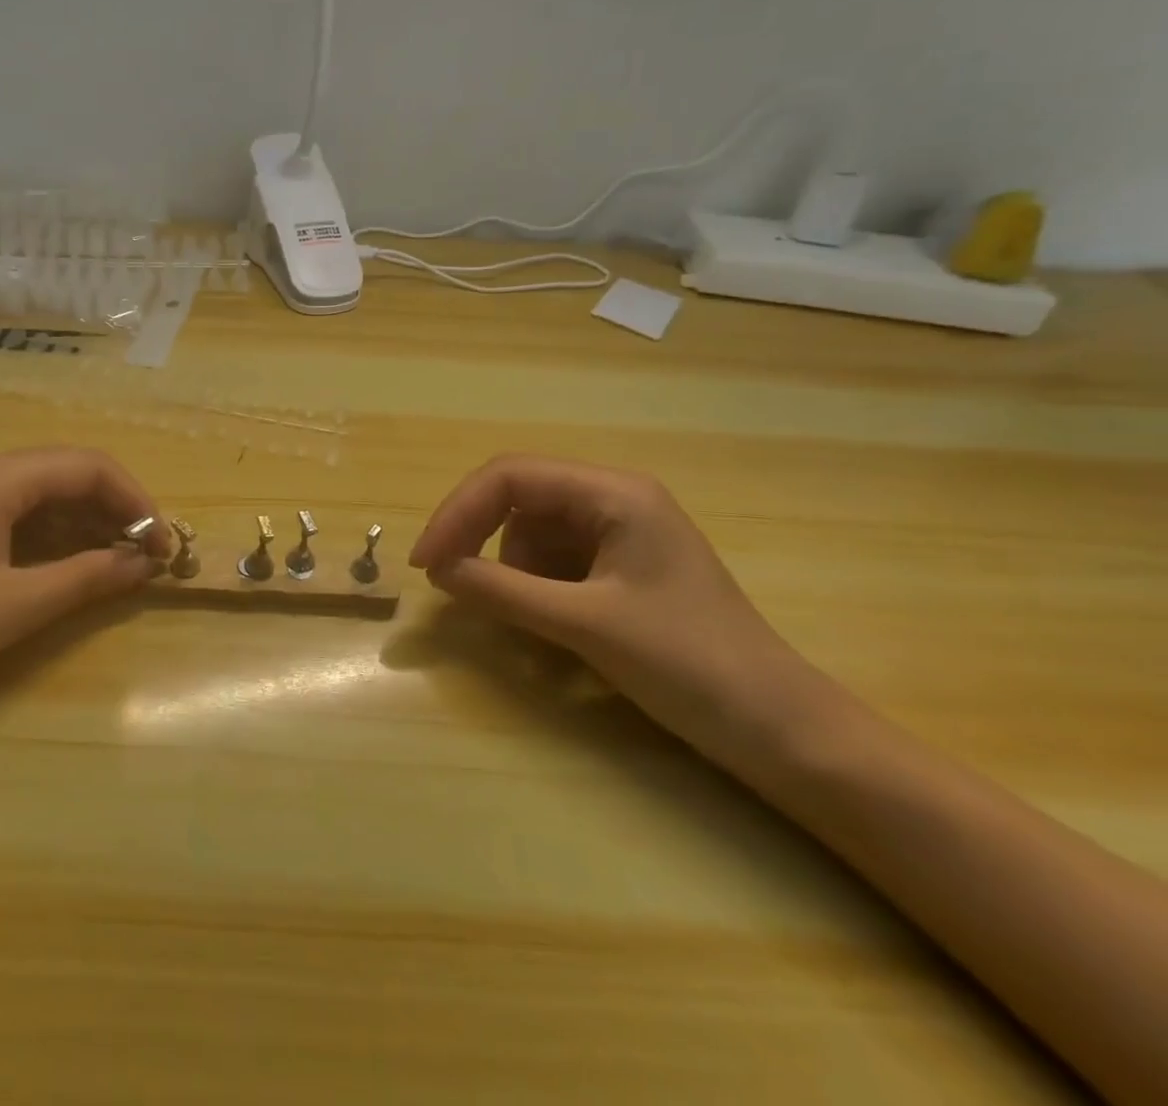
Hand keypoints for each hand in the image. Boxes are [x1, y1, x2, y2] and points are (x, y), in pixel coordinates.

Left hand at [0, 448, 167, 736]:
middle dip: (112, 510)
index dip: (134, 499)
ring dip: (83, 524)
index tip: (163, 543)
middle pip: (62, 474)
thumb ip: (87, 577)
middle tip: (148, 556)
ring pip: (38, 495)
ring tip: (120, 563)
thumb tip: (146, 563)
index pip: (83, 466)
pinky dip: (50, 537)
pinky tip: (73, 566)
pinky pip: (11, 517)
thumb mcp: (14, 608)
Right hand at [410, 455, 838, 769]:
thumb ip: (502, 591)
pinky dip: (533, 588)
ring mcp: (618, 533)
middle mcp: (613, 499)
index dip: (458, 512)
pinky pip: (551, 561)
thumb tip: (435, 570)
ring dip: (510, 571)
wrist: (782, 731)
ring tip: (528, 623)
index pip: (510, 477)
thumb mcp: (585, 625)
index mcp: (614, 493)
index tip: (426, 562)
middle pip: (517, 498)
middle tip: (448, 583)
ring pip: (529, 532)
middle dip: (477, 537)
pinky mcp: (619, 567)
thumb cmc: (690, 664)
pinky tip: (549, 627)